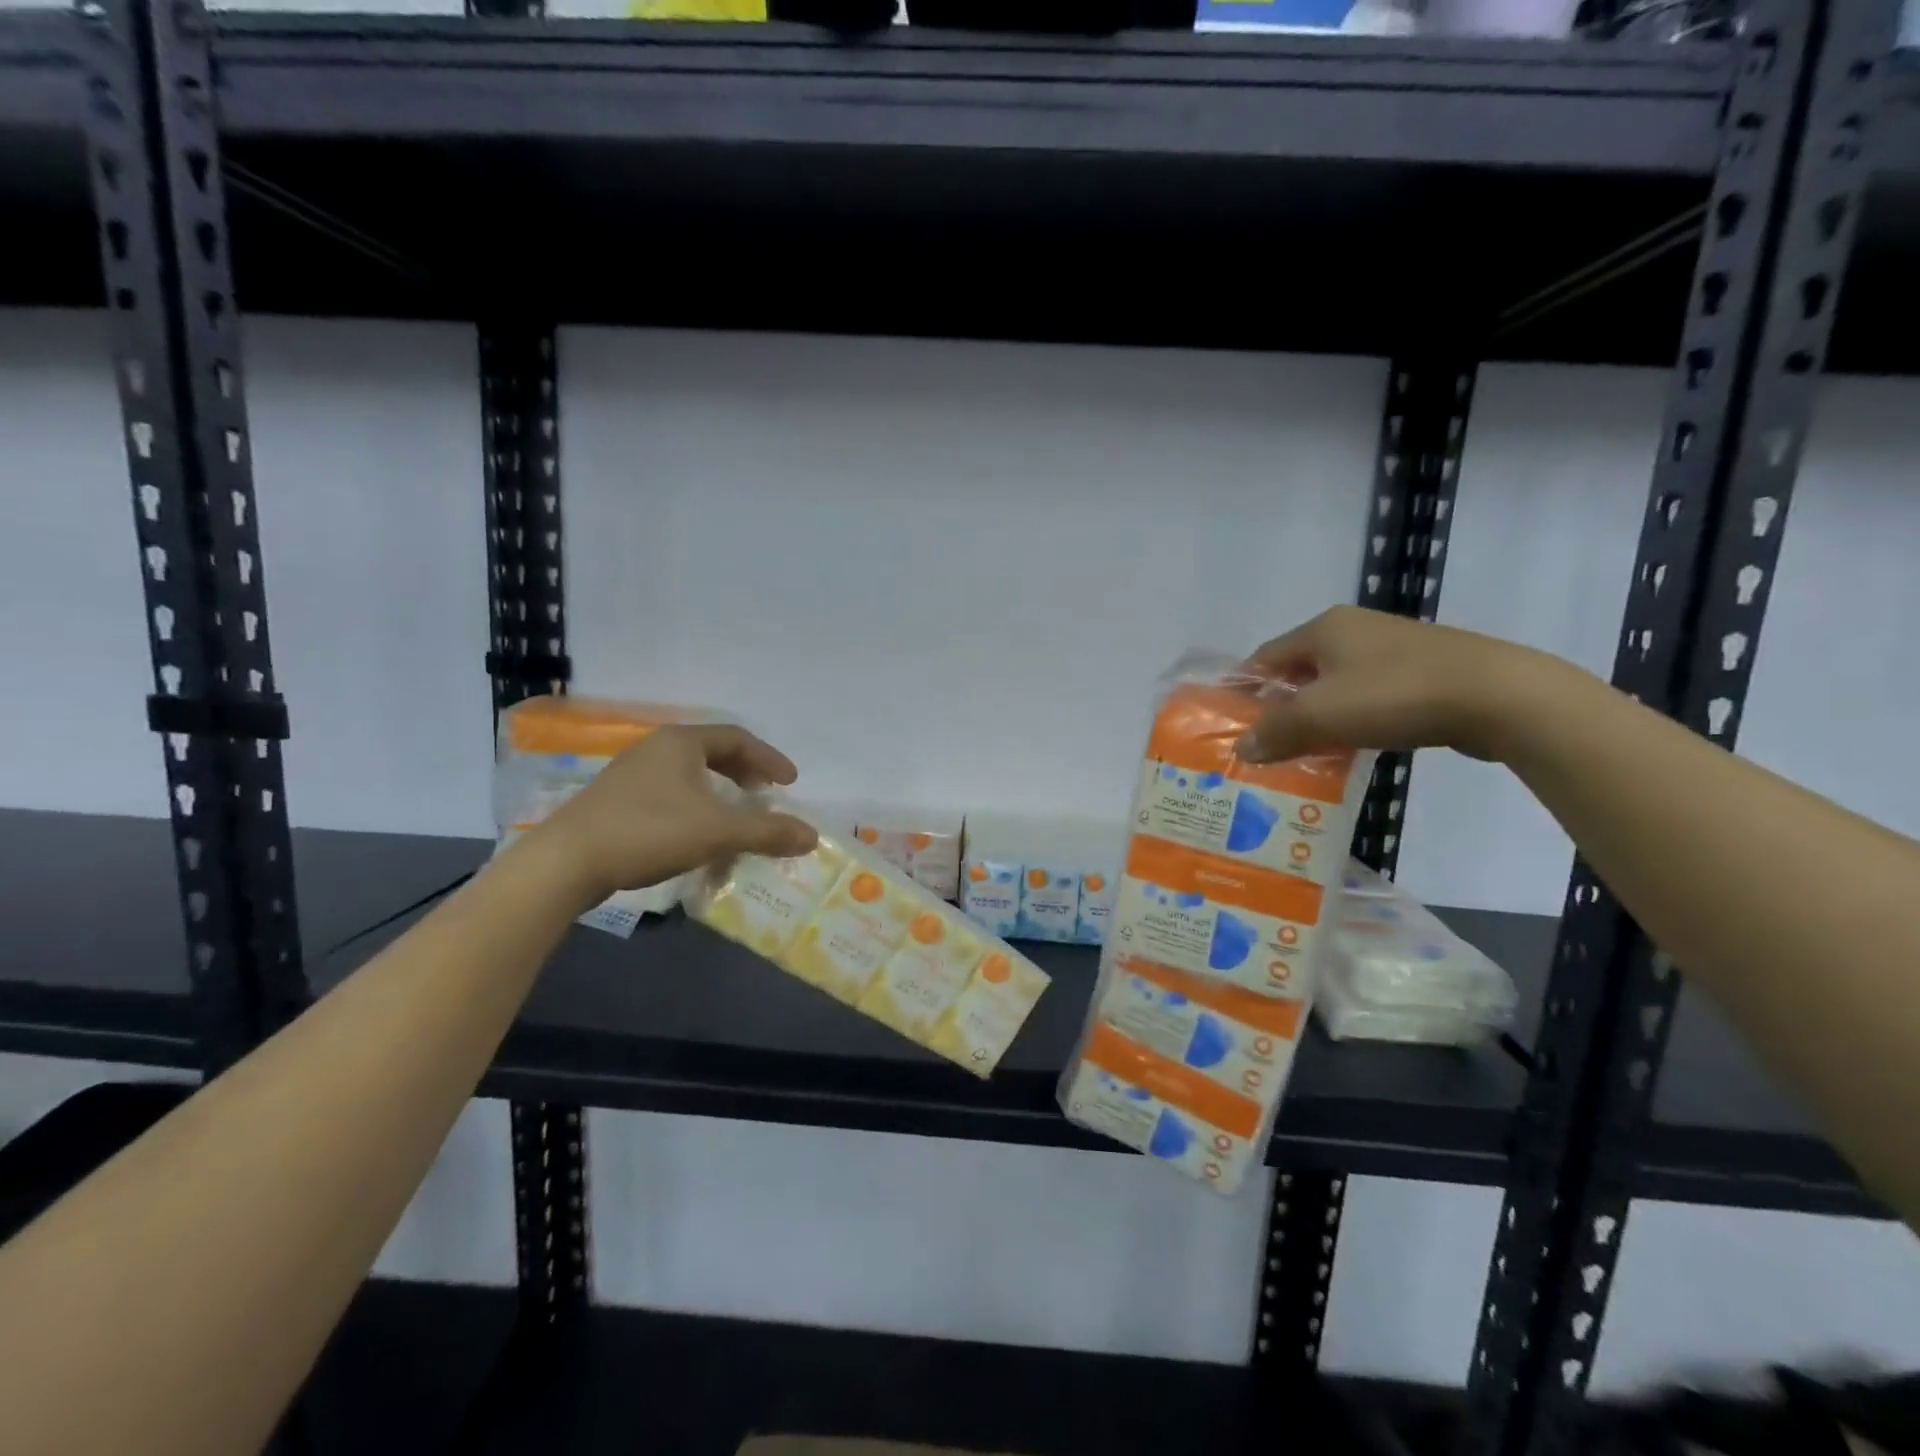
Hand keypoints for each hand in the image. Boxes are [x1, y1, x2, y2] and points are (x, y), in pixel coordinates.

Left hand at [532, 723, 817, 902]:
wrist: (566, 862)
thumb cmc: (649, 832)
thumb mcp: (717, 831)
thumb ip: (767, 832)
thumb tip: (812, 836)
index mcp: (681, 742)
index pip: (737, 738)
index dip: (769, 759)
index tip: (790, 782)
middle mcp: (656, 748)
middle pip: (712, 751)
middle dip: (744, 772)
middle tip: (765, 794)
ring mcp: (630, 773)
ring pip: (689, 773)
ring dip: (719, 790)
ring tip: (734, 814)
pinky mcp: (614, 800)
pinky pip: (669, 792)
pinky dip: (695, 805)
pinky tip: (695, 833)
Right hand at [1239, 605, 1562, 764]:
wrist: (1499, 696)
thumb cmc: (1394, 695)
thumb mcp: (1320, 715)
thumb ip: (1274, 731)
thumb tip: (1241, 748)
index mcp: (1324, 628)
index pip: (1265, 656)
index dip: (1243, 688)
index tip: (1229, 721)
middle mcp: (1354, 630)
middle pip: (1299, 671)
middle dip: (1279, 706)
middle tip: (1263, 742)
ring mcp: (1393, 649)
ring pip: (1335, 685)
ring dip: (1316, 716)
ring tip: (1302, 751)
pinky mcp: (1424, 672)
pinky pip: (1368, 696)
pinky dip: (1351, 719)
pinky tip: (1350, 747)